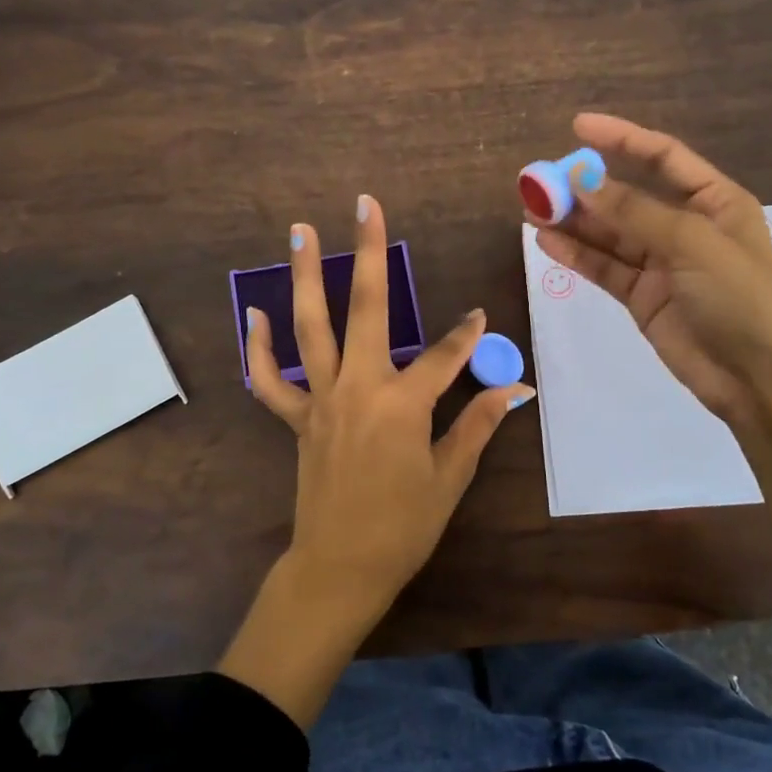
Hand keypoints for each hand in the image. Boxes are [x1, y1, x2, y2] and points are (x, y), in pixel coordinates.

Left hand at [221, 193, 533, 728]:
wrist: (340, 567)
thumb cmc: (402, 527)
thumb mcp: (449, 478)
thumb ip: (478, 425)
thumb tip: (516, 390)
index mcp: (402, 404)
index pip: (444, 355)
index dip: (467, 335)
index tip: (479, 316)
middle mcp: (359, 387)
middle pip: (366, 308)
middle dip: (368, 252)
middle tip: (364, 204)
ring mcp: (322, 399)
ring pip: (310, 328)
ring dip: (305, 277)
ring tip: (301, 231)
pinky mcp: (298, 418)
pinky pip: (269, 380)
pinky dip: (259, 348)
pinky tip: (255, 314)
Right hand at [530, 113, 771, 431]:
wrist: (759, 378)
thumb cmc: (740, 296)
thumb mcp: (691, 243)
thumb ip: (632, 211)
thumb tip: (579, 178)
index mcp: (714, 201)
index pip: (662, 157)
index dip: (621, 138)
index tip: (577, 126)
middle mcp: (686, 226)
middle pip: (627, 197)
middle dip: (584, 188)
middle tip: (538, 180)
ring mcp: (662, 264)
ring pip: (609, 234)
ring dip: (573, 221)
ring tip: (531, 209)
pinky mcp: (643, 297)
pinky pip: (604, 268)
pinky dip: (576, 255)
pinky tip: (546, 242)